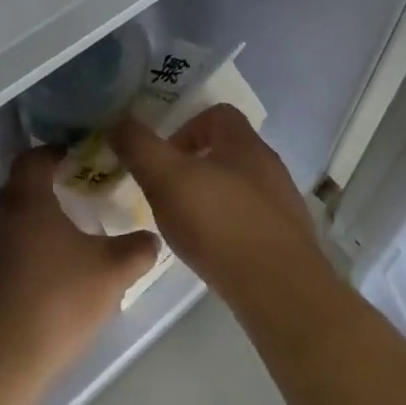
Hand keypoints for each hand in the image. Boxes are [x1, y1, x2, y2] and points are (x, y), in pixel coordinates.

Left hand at [0, 148, 159, 387]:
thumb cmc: (55, 301)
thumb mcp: (111, 273)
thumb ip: (136, 251)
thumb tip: (152, 238)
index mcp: (26, 201)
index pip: (34, 157)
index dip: (55, 151)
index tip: (78, 156)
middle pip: (19, 188)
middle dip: (47, 186)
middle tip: (78, 193)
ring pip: (11, 224)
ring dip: (35, 224)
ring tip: (68, 239)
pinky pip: (4, 255)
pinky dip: (25, 255)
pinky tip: (49, 279)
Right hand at [111, 106, 330, 309]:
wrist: (280, 289)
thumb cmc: (219, 224)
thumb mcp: (166, 179)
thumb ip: (140, 147)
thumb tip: (118, 122)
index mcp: (244, 143)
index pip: (218, 114)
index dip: (186, 127)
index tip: (164, 157)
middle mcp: (269, 166)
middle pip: (229, 150)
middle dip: (195, 165)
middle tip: (168, 192)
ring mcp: (283, 203)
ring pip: (240, 187)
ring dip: (212, 198)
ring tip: (187, 226)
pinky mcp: (288, 240)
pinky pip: (252, 220)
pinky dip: (229, 227)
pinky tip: (213, 251)